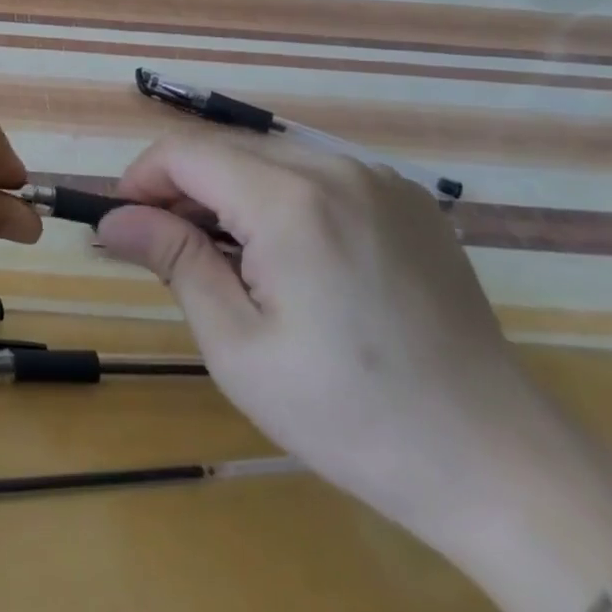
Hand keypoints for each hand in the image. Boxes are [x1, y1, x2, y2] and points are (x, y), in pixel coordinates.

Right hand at [96, 133, 601, 561]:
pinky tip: (289, 253)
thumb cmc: (351, 415)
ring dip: (228, 190)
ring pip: (267, 155)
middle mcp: (333, 167)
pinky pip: (315, 171)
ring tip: (228, 256)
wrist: (498, 462)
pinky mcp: (404, 196)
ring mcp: (376, 177)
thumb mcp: (238, 347)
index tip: (125, 225)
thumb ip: (174, 261)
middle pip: (223, 148)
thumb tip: (113, 219)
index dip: (140, 179)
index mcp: (289, 201)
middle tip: (169, 250)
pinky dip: (278, 195)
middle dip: (180, 188)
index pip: (183, 152)